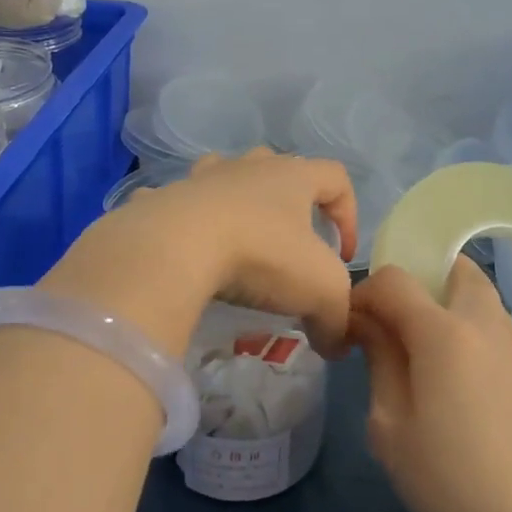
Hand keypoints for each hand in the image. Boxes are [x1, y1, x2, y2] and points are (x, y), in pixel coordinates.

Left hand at [65, 149, 357, 355]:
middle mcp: (246, 167)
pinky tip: (181, 252)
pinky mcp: (162, 199)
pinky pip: (174, 203)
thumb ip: (338, 319)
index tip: (344, 256)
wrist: (175, 247)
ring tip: (237, 240)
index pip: (336, 177)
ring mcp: (200, 179)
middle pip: (277, 167)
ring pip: (224, 175)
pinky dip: (181, 222)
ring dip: (235, 201)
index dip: (349, 213)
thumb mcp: (321, 292)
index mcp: (292, 176)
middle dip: (290, 201)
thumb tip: (336, 345)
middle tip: (290, 243)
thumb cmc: (261, 256)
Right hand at [350, 258, 511, 511]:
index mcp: (444, 331)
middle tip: (396, 327)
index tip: (352, 329)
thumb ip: (379, 362)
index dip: (364, 293)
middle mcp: (487, 324)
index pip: (395, 279)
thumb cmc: (452, 480)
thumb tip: (369, 324)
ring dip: (447, 306)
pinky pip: (497, 330)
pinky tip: (461, 386)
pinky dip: (471, 333)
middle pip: (454, 268)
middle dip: (418, 281)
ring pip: (481, 297)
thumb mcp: (390, 427)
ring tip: (425, 358)